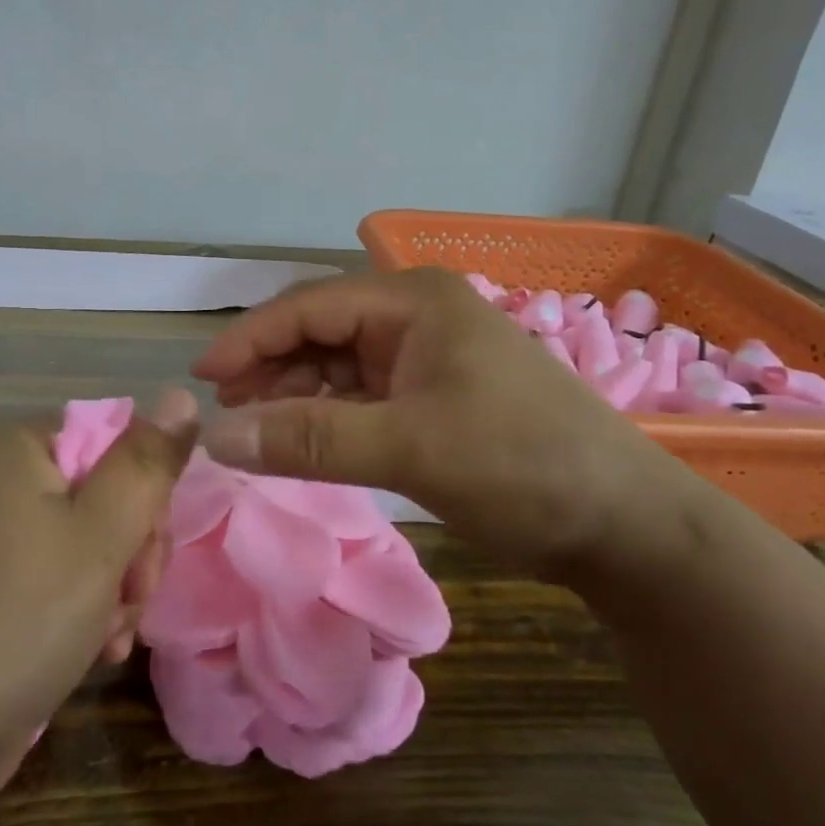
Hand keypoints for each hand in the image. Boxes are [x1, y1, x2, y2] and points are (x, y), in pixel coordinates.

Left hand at [0, 391, 197, 798]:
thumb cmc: (20, 615)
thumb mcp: (102, 532)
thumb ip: (148, 462)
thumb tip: (181, 393)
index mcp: (19, 449)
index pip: (115, 441)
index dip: (145, 493)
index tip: (149, 547)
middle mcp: (0, 483)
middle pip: (104, 495)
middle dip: (133, 552)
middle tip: (132, 598)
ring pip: (89, 545)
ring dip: (115, 591)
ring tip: (110, 639)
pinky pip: (57, 582)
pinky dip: (83, 613)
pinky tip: (94, 653)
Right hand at [191, 269, 711, 585]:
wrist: (623, 524)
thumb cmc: (520, 465)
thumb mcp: (409, 448)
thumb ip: (309, 439)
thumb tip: (216, 438)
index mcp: (412, 301)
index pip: (308, 307)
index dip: (249, 340)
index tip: (201, 380)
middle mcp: (415, 316)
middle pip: (318, 331)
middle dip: (268, 367)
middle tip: (224, 413)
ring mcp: (425, 355)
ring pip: (336, 365)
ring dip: (293, 393)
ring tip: (253, 428)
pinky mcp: (432, 394)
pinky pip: (360, 395)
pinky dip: (325, 415)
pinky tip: (300, 438)